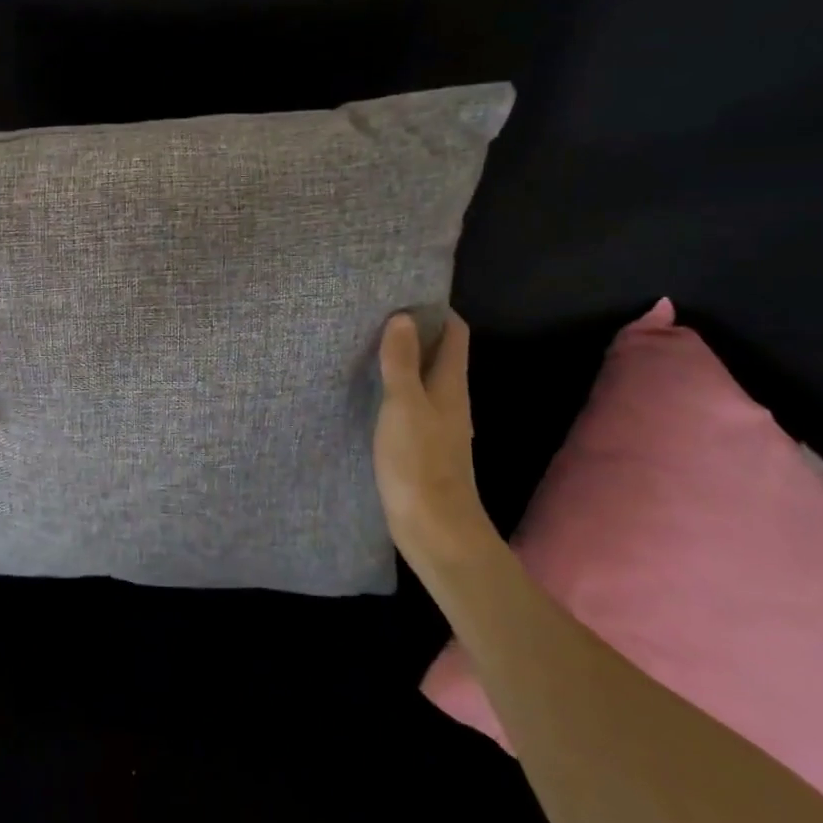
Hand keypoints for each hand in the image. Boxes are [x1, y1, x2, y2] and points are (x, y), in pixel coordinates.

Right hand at [373, 311, 497, 571]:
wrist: (435, 529)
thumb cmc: (420, 463)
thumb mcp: (405, 406)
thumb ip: (401, 363)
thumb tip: (403, 317)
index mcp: (451, 385)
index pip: (455, 334)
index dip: (437, 311)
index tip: (406, 293)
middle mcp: (449, 400)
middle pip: (439, 354)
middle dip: (415, 332)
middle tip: (376, 314)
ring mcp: (437, 425)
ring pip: (423, 380)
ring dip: (402, 361)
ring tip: (367, 346)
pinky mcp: (420, 446)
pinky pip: (409, 404)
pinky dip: (393, 389)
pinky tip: (368, 392)